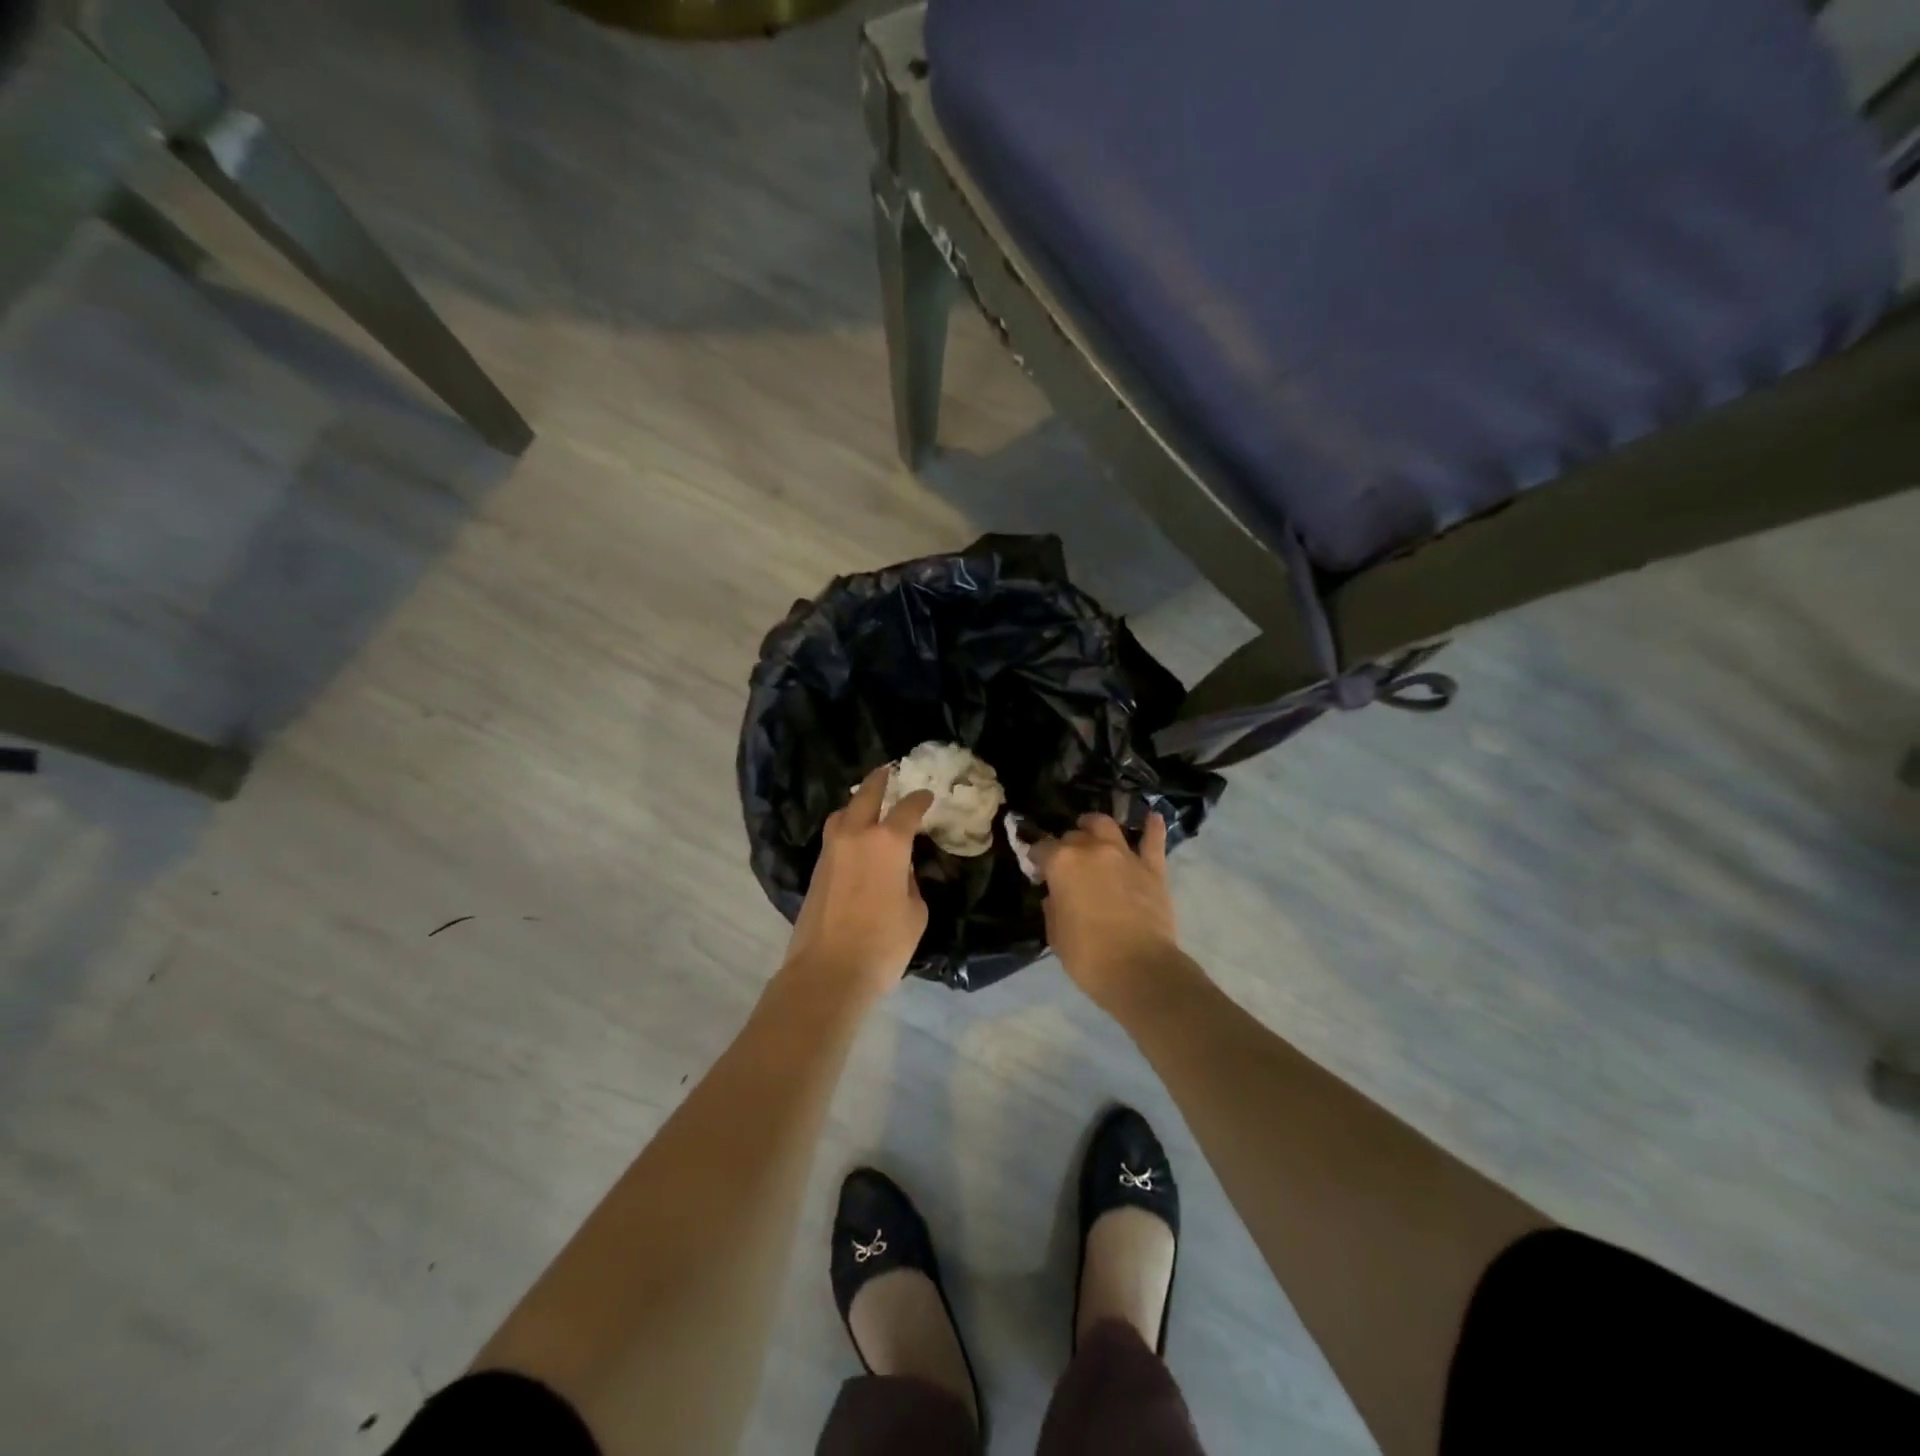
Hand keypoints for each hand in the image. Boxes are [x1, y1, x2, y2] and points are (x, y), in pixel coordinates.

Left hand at [783, 767, 933, 999]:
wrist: (828, 972)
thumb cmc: (883, 944)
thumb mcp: (915, 913)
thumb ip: (911, 884)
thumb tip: (900, 873)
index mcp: (888, 842)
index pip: (907, 809)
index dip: (920, 799)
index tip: (927, 795)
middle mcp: (856, 836)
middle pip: (866, 795)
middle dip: (879, 780)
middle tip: (887, 770)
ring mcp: (831, 851)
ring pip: (842, 813)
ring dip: (856, 803)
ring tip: (867, 804)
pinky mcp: (816, 870)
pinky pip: (833, 836)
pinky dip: (845, 827)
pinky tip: (855, 839)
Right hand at [1032, 812, 1181, 1007]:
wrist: (1140, 970)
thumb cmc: (1088, 956)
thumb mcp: (1055, 934)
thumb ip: (1053, 906)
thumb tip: (1056, 895)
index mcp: (1062, 863)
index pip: (1041, 848)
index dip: (1036, 857)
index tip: (1036, 869)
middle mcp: (1092, 849)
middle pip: (1074, 836)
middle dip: (1066, 845)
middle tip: (1066, 862)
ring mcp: (1125, 855)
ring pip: (1107, 826)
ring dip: (1096, 825)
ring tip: (1092, 829)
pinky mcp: (1153, 868)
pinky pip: (1153, 841)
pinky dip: (1152, 828)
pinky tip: (1153, 817)